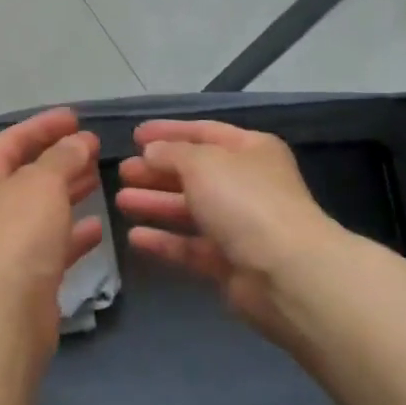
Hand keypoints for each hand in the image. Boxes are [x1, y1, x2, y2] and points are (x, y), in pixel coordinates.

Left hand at [0, 107, 102, 341]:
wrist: (1, 313)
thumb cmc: (16, 232)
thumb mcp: (43, 182)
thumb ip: (64, 156)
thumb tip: (80, 141)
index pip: (13, 139)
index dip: (44, 125)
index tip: (76, 117)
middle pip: (27, 174)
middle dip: (60, 158)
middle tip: (94, 147)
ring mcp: (5, 243)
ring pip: (41, 209)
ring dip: (69, 193)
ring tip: (100, 178)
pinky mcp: (26, 276)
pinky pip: (52, 245)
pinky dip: (73, 234)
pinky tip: (98, 228)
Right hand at [115, 119, 340, 340]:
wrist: (285, 272)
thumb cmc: (244, 201)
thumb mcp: (202, 162)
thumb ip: (171, 153)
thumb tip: (152, 152)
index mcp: (251, 150)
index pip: (204, 132)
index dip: (169, 132)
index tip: (134, 136)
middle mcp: (247, 185)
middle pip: (194, 173)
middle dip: (157, 171)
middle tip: (123, 171)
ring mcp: (240, 226)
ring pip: (189, 210)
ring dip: (155, 203)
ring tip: (120, 200)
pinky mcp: (229, 263)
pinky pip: (190, 246)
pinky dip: (164, 240)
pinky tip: (134, 237)